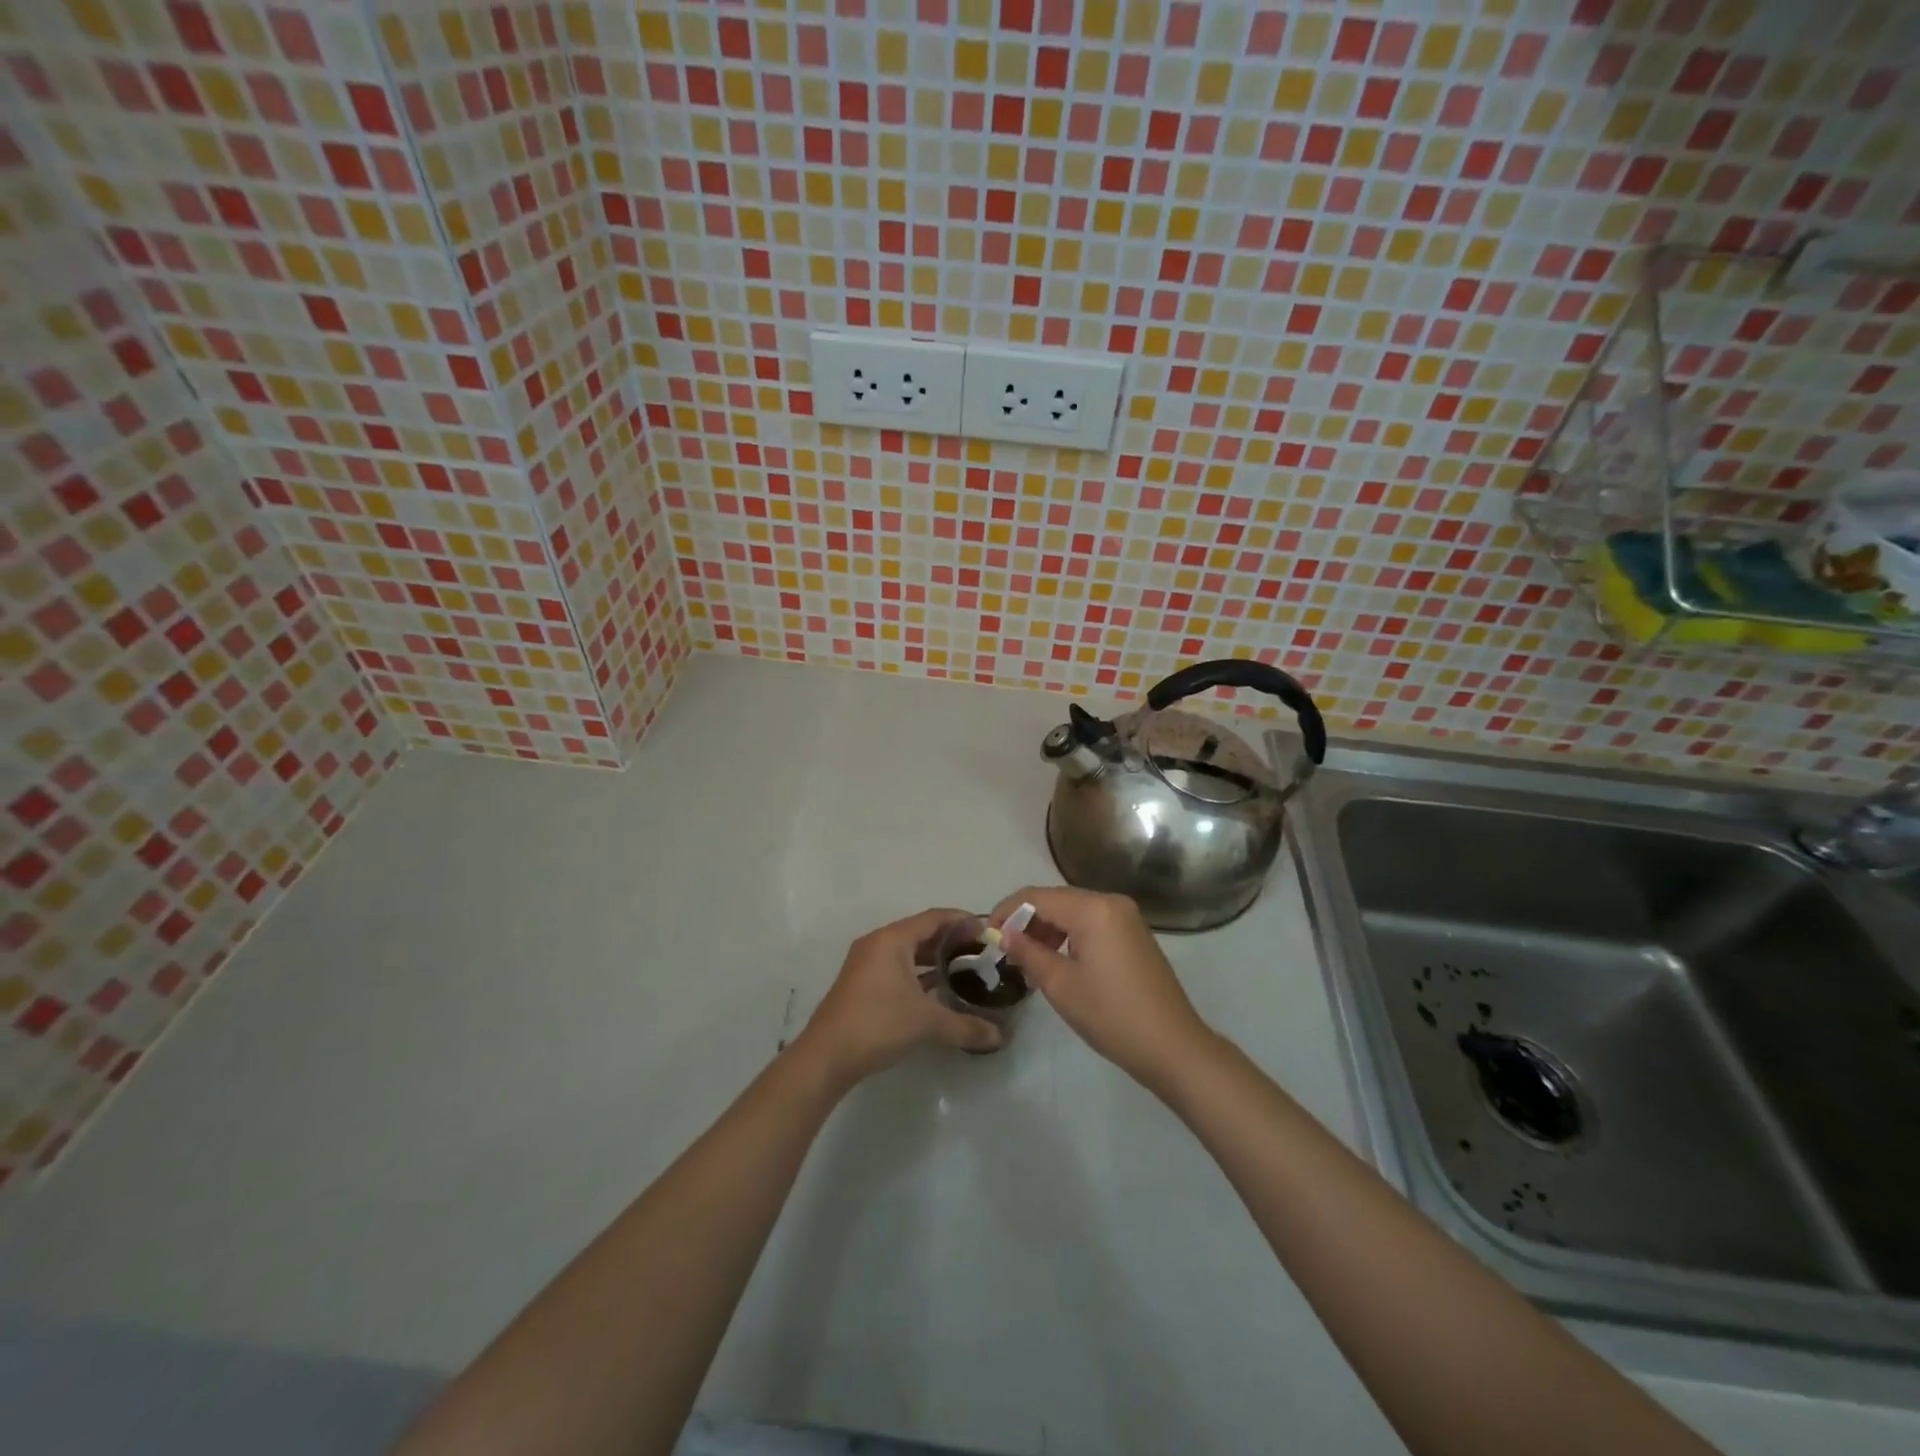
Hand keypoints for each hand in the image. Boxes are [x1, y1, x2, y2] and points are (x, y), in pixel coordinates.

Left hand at [796, 908, 1003, 1085]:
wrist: (826, 1057)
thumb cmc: (877, 1024)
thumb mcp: (927, 1023)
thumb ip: (966, 1026)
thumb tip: (999, 1037)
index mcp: (893, 939)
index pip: (934, 918)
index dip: (962, 921)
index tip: (987, 932)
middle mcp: (878, 943)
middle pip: (921, 932)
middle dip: (951, 941)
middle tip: (981, 953)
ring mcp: (867, 963)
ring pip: (908, 951)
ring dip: (935, 958)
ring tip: (965, 970)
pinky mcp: (862, 983)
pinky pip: (897, 967)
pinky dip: (919, 973)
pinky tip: (938, 990)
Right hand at [992, 886, 1215, 1092]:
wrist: (1172, 1046)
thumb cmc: (1111, 1015)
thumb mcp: (1060, 985)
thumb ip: (1027, 952)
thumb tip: (1002, 934)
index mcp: (1093, 908)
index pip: (1037, 897)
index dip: (1007, 911)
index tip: (986, 934)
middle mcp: (1111, 902)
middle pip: (1056, 900)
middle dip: (1026, 920)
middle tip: (1004, 950)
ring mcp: (1126, 917)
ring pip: (1074, 911)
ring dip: (1047, 929)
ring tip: (1027, 959)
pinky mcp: (1134, 934)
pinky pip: (1092, 923)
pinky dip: (1069, 935)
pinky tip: (1057, 961)